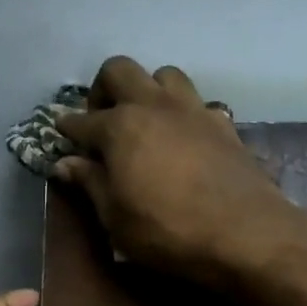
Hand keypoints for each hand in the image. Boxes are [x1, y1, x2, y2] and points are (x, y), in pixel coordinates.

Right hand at [57, 57, 297, 288]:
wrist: (246, 234)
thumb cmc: (167, 231)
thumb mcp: (116, 218)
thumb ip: (90, 184)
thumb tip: (65, 164)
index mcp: (120, 127)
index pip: (82, 120)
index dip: (67, 128)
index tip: (61, 133)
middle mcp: (155, 106)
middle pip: (120, 70)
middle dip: (103, 89)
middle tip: (102, 120)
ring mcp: (193, 110)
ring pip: (164, 75)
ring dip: (148, 90)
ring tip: (145, 121)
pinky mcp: (224, 125)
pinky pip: (197, 104)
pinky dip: (183, 114)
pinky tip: (183, 139)